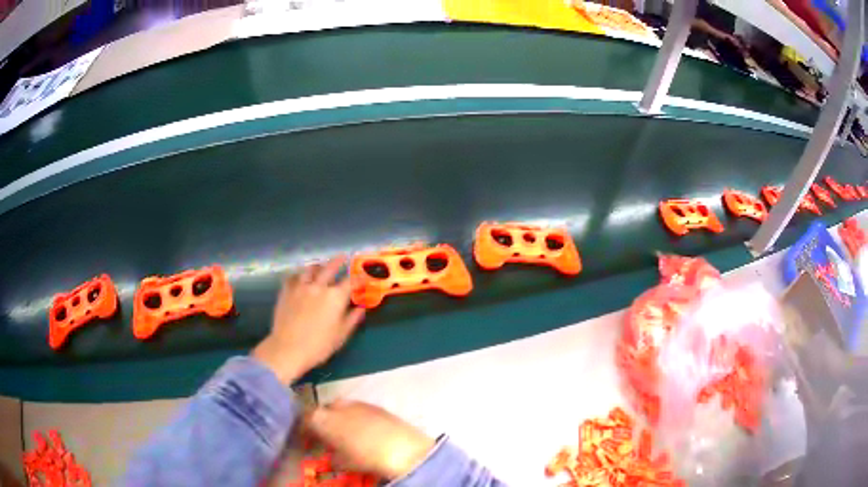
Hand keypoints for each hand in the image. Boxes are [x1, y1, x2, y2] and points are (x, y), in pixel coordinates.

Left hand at [252, 257, 364, 384]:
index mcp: (335, 297)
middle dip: (339, 261)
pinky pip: (293, 277)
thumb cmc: (319, 346)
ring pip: (310, 269)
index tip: (363, 277)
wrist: (288, 348)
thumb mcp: (341, 335)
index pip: (350, 281)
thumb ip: (352, 319)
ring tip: (321, 266)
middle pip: (330, 267)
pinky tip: (300, 278)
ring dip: (318, 266)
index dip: (358, 278)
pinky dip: (299, 275)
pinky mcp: (286, 291)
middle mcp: (319, 286)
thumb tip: (360, 308)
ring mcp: (300, 287)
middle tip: (343, 257)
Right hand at [306, 401, 435, 480]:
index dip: (304, 429)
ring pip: (342, 408)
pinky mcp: (375, 405)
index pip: (304, 418)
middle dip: (323, 422)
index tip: (306, 439)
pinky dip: (357, 419)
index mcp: (321, 418)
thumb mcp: (342, 462)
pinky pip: (359, 410)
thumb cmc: (364, 457)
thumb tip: (332, 456)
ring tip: (347, 435)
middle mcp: (336, 405)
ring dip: (341, 419)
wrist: (401, 447)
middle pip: (323, 411)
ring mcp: (357, 402)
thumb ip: (332, 456)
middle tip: (327, 438)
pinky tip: (365, 432)